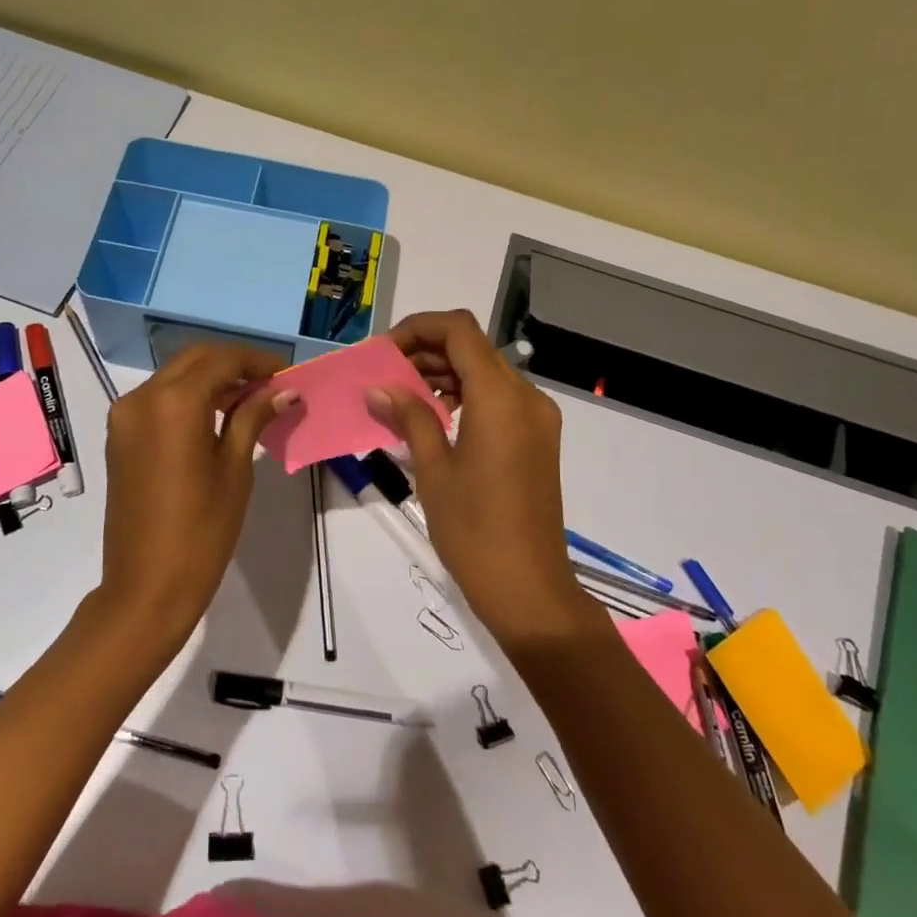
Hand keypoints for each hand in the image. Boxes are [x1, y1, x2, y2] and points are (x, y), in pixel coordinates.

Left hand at [98, 342, 296, 649]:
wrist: (146, 587)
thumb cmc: (202, 530)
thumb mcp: (235, 469)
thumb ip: (254, 417)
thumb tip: (285, 390)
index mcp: (174, 402)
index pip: (222, 360)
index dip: (258, 362)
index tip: (287, 374)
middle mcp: (142, 397)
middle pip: (195, 360)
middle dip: (234, 364)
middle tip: (271, 383)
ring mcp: (125, 417)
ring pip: (174, 377)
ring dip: (212, 379)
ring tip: (251, 398)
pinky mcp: (120, 436)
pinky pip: (158, 400)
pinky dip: (189, 397)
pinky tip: (217, 415)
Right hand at [369, 310, 594, 644]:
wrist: (529, 588)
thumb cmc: (474, 529)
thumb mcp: (433, 469)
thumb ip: (409, 417)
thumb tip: (378, 388)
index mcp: (500, 397)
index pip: (459, 330)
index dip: (419, 328)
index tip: (385, 351)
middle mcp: (526, 396)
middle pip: (473, 348)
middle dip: (427, 351)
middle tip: (385, 376)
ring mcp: (537, 418)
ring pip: (486, 372)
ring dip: (445, 373)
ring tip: (402, 396)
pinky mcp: (538, 439)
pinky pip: (498, 399)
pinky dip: (465, 396)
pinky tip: (434, 418)